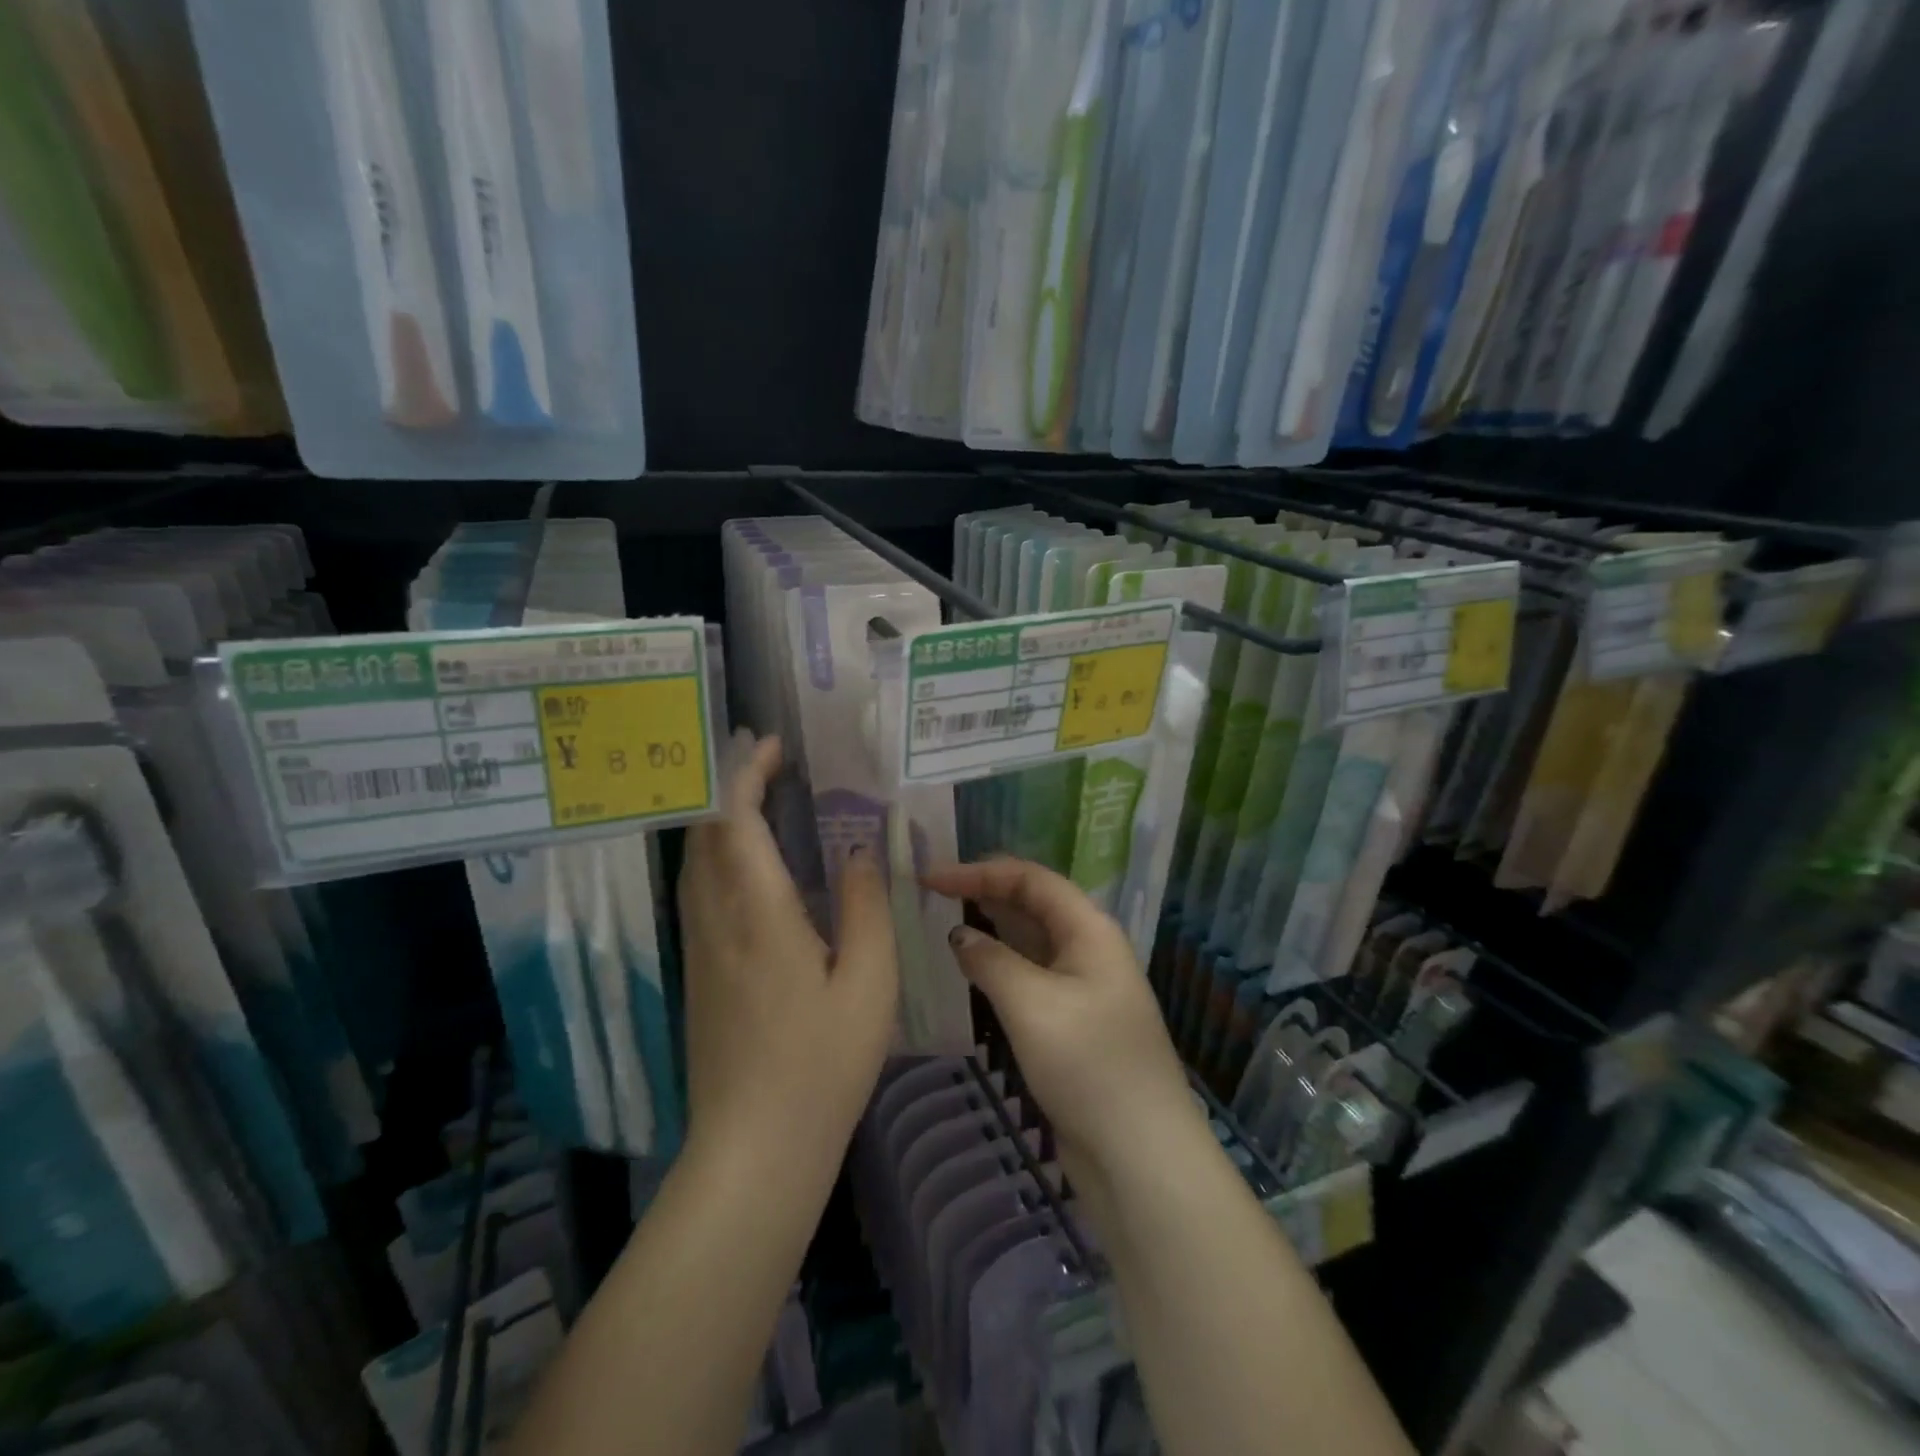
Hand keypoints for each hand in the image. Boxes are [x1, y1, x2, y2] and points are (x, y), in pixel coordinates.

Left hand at [676, 735, 897, 1172]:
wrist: (753, 1151)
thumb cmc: (821, 1065)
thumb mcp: (869, 983)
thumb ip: (867, 907)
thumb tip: (861, 851)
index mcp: (758, 915)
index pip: (735, 820)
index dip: (748, 773)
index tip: (774, 746)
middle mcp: (716, 921)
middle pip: (705, 833)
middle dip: (729, 784)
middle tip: (770, 761)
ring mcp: (700, 949)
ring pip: (696, 862)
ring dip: (721, 818)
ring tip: (763, 798)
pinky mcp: (697, 973)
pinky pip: (700, 891)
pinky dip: (721, 855)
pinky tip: (754, 865)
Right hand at [920, 858, 1200, 1197]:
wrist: (1140, 1155)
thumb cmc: (1088, 1065)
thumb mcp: (1031, 1004)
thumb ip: (990, 960)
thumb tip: (960, 934)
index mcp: (1089, 929)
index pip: (1030, 879)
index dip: (979, 871)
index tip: (929, 877)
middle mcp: (1088, 947)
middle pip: (1031, 904)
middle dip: (983, 893)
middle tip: (929, 895)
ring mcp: (1082, 986)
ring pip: (1029, 940)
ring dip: (989, 928)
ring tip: (940, 922)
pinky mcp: (1072, 1021)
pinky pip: (1030, 976)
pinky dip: (998, 965)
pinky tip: (969, 970)